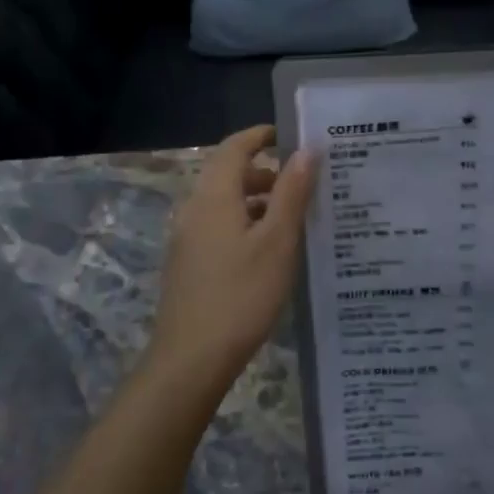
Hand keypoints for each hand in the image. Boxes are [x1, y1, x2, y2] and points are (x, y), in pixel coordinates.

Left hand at [150, 125, 314, 389]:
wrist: (192, 359)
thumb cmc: (241, 295)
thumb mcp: (277, 241)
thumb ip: (291, 192)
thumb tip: (306, 149)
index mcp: (213, 197)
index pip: (234, 147)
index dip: (260, 135)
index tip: (292, 134)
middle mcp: (194, 210)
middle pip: (229, 175)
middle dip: (267, 171)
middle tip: (306, 182)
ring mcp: (187, 239)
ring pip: (226, 204)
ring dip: (258, 201)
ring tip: (297, 218)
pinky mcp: (189, 264)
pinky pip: (220, 227)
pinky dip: (247, 224)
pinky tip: (271, 251)